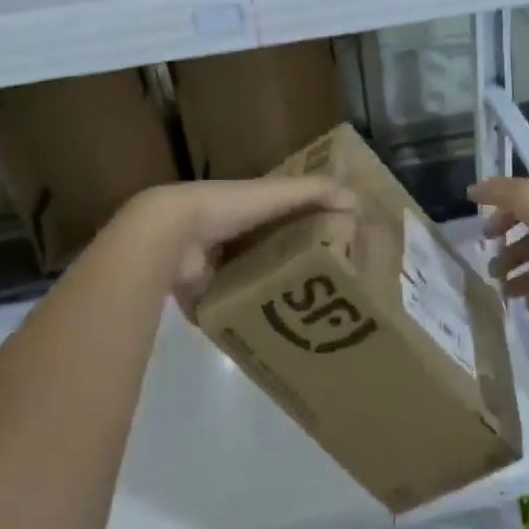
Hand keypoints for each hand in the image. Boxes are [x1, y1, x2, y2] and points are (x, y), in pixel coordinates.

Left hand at [125, 177, 354, 312]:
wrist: (170, 236)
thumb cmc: (227, 208)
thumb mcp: (275, 194)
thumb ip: (314, 192)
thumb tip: (359, 201)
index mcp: (246, 212)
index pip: (283, 220)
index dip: (308, 230)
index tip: (337, 249)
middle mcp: (229, 240)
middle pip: (268, 255)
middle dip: (292, 270)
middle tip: (327, 292)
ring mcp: (212, 272)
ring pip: (249, 286)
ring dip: (270, 298)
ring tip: (307, 319)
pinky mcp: (202, 301)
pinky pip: (228, 314)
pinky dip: (244, 322)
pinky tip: (272, 336)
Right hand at [472, 177, 528, 310]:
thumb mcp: (525, 196)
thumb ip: (498, 192)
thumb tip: (472, 189)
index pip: (523, 207)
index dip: (502, 219)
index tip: (485, 236)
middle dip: (511, 254)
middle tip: (491, 272)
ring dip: (524, 278)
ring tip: (505, 294)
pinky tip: (528, 307)